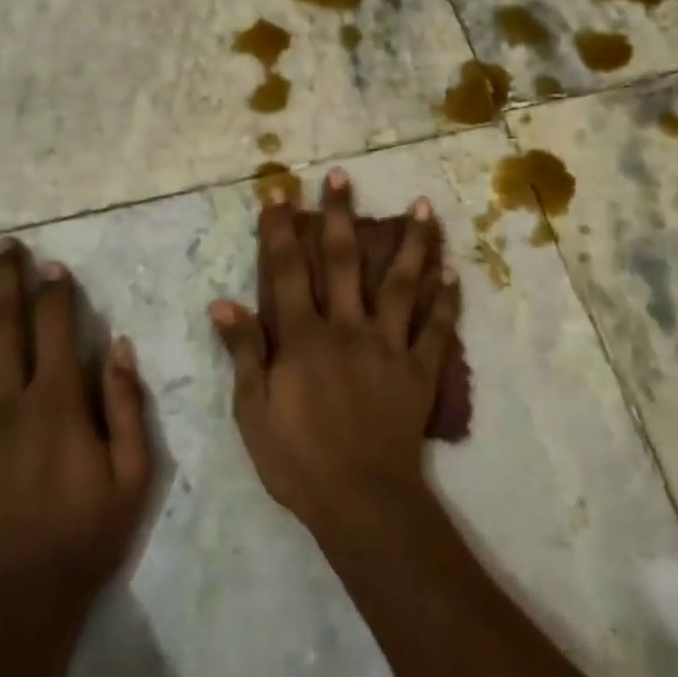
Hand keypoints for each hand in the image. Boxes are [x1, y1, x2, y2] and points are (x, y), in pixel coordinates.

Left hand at [0, 240, 152, 620]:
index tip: (54, 267)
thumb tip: (120, 346)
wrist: (16, 607)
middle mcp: (3, 404)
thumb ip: (127, 406)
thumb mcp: (133, 475)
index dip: (54, 291)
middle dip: (4, 279)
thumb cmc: (84, 538)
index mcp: (55, 404)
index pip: (53, 327)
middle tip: (5, 248)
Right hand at [211, 169, 460, 536]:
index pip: (288, 269)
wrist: (360, 500)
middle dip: (340, 215)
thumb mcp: (253, 411)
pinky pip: (437, 329)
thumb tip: (222, 302)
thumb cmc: (298, 459)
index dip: (280, 227)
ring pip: (402, 283)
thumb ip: (242, 353)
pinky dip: (447, 300)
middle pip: (344, 260)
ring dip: (412, 243)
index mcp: (304, 337)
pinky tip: (454, 273)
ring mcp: (389, 345)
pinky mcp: (420, 369)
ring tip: (424, 206)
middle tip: (342, 176)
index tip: (280, 189)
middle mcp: (347, 327)